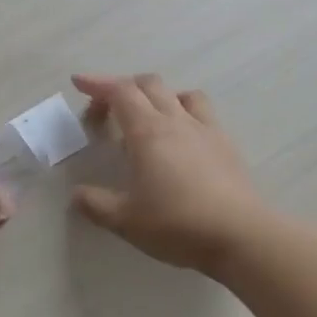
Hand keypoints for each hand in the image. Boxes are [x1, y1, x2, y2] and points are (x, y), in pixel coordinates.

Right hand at [70, 73, 264, 272]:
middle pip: (149, 85)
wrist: (239, 235)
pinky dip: (183, 112)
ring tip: (147, 117)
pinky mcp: (225, 145)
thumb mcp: (124, 220)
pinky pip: (202, 112)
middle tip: (105, 109)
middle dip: (122, 87)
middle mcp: (176, 121)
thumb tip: (77, 194)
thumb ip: (95, 204)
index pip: (120, 92)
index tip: (79, 82)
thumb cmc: (176, 224)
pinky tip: (181, 138)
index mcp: (147, 132)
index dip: (97, 83)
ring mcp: (205, 130)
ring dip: (158, 96)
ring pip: (180, 94)